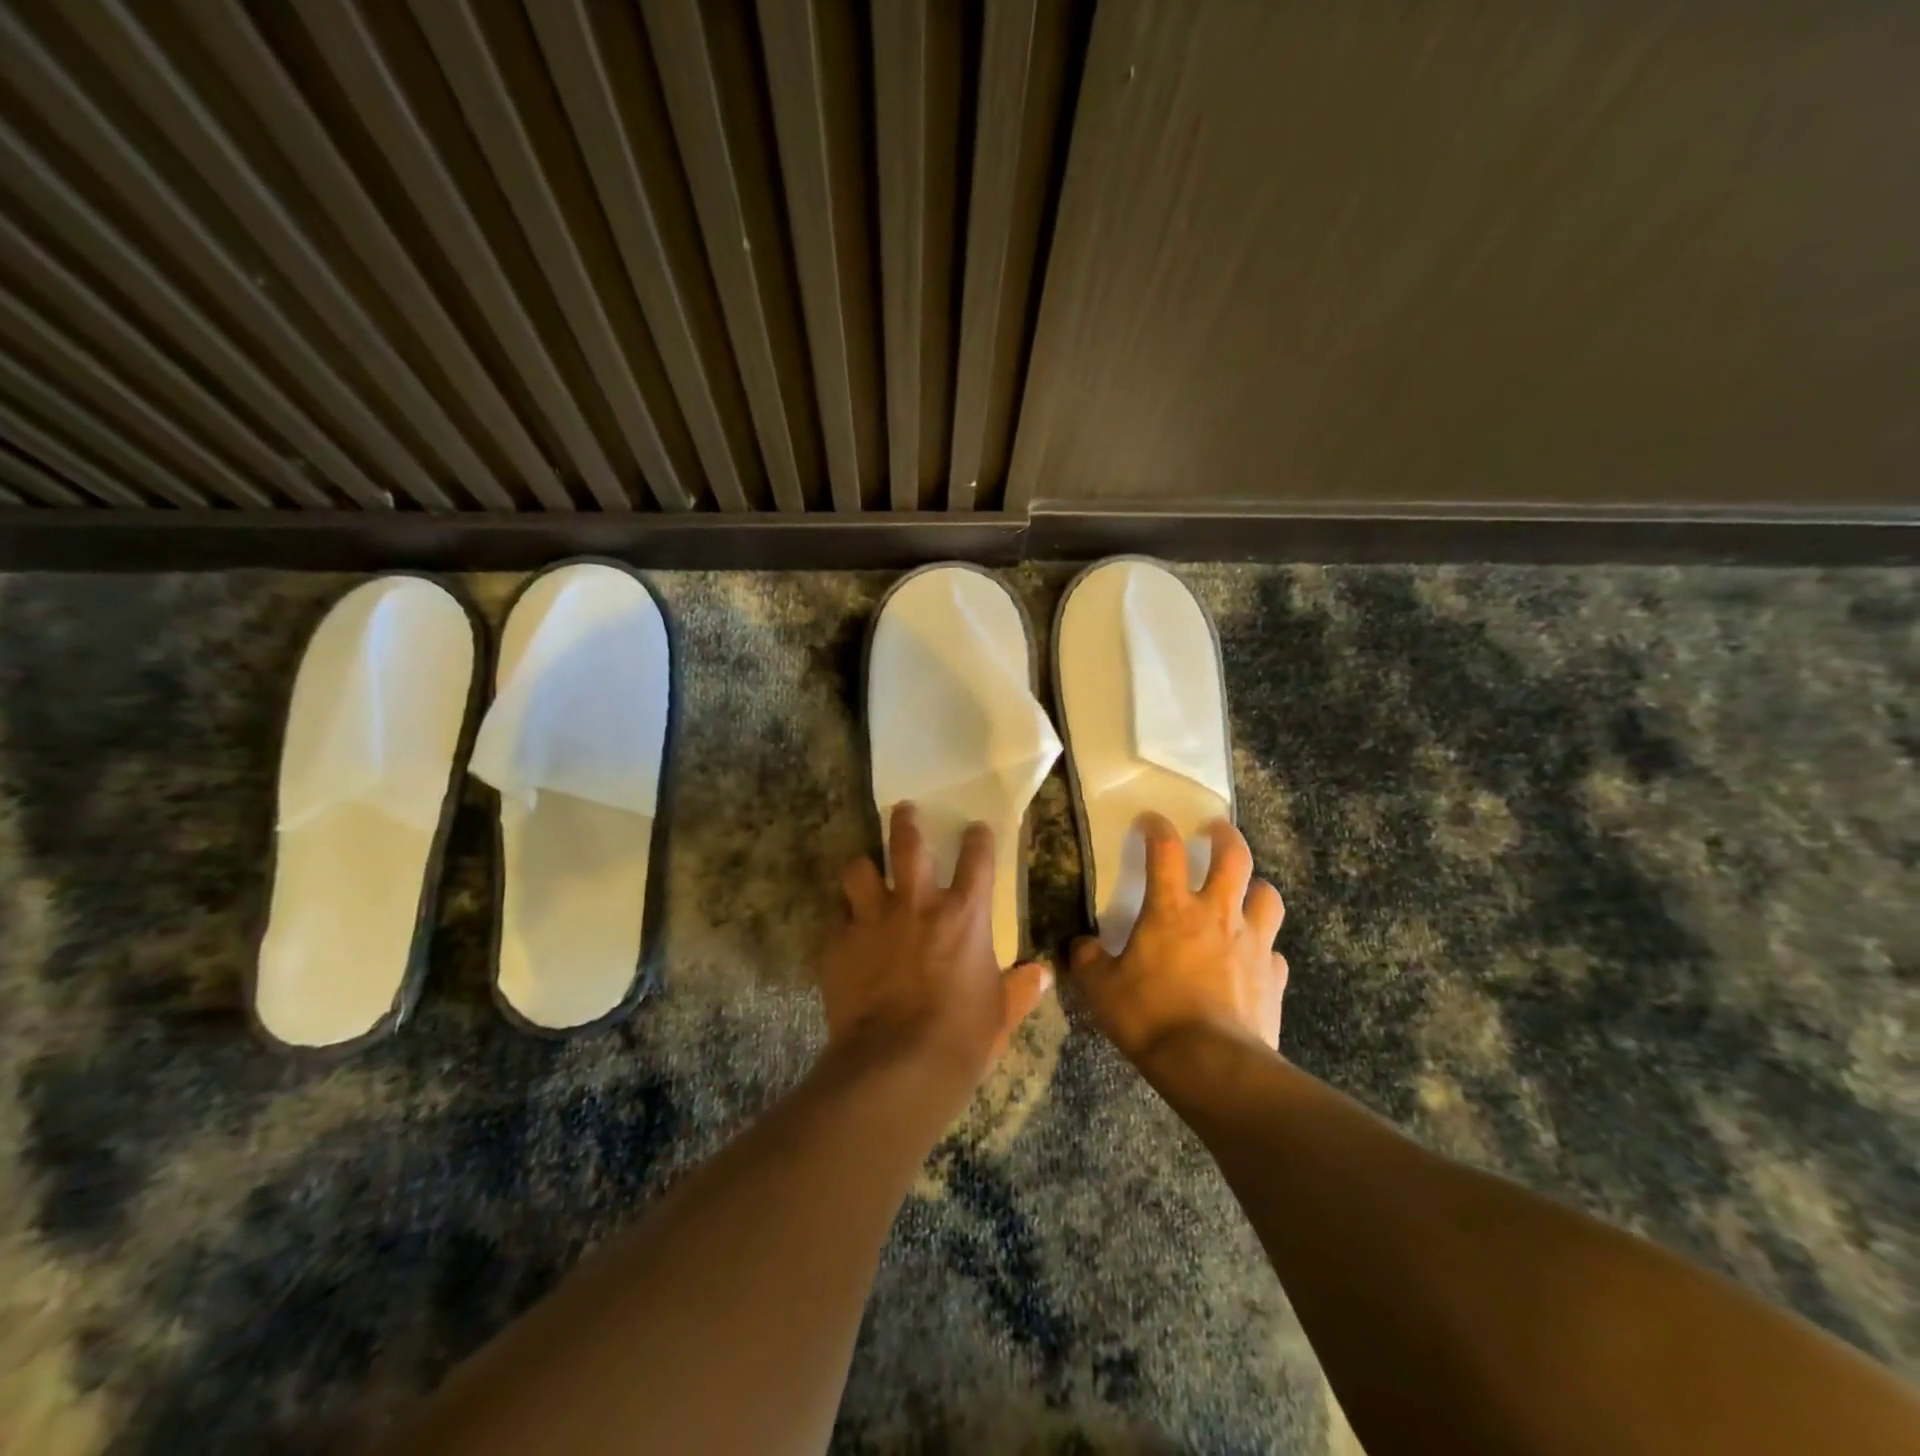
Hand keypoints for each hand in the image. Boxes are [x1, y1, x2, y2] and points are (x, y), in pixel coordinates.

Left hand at [822, 803, 1051, 1096]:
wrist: (897, 1064)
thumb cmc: (961, 1037)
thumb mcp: (999, 1014)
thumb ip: (1018, 989)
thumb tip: (1041, 975)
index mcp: (964, 915)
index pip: (977, 859)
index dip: (978, 838)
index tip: (976, 829)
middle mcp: (917, 905)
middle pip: (908, 845)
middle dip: (906, 823)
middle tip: (904, 810)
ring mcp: (873, 921)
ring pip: (859, 871)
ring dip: (862, 868)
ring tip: (863, 869)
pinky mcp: (840, 945)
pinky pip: (837, 922)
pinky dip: (844, 924)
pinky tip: (845, 936)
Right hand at [1067, 814, 1286, 1069]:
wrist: (1211, 1066)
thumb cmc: (1151, 1017)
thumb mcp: (1101, 990)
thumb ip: (1089, 961)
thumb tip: (1081, 946)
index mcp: (1172, 910)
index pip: (1165, 850)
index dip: (1157, 827)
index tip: (1150, 820)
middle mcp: (1217, 915)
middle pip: (1234, 857)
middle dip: (1225, 836)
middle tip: (1215, 830)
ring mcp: (1252, 944)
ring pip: (1267, 896)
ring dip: (1256, 888)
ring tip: (1245, 891)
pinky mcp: (1273, 977)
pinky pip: (1274, 951)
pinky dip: (1264, 947)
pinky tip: (1254, 958)